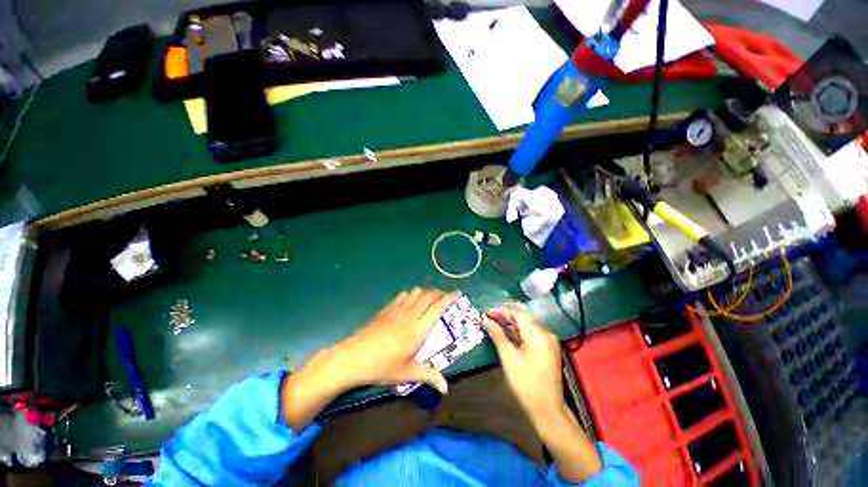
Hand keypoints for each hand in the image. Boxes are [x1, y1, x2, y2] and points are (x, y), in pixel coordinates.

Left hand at [335, 288, 456, 392]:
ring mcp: (397, 309)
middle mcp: (410, 314)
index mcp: (418, 328)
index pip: (438, 307)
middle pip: (428, 296)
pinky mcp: (386, 309)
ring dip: (425, 292)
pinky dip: (411, 294)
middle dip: (439, 293)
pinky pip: (402, 295)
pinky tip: (410, 302)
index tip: (457, 294)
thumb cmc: (383, 366)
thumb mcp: (407, 373)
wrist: (354, 357)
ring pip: (416, 292)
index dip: (449, 298)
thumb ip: (428, 376)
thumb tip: (446, 388)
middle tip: (446, 297)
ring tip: (430, 299)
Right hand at [484, 308, 564, 428]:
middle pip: (522, 319)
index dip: (500, 311)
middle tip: (487, 320)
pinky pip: (531, 334)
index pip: (517, 314)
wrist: (548, 410)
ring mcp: (549, 341)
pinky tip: (506, 336)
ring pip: (526, 326)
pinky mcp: (548, 348)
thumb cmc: (526, 384)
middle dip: (504, 318)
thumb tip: (487, 320)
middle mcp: (546, 333)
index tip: (486, 313)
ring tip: (493, 326)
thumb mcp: (509, 359)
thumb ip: (498, 336)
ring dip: (510, 325)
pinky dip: (518, 334)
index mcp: (538, 335)